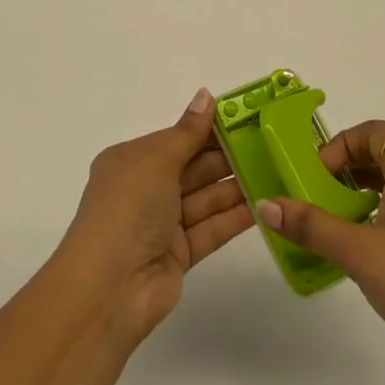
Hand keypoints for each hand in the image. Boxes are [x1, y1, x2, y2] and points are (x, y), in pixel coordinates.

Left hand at [55, 89, 254, 344]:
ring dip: (237, 185)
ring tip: (276, 170)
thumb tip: (206, 95)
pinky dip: (236, 217)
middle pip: (194, 167)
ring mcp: (163, 224)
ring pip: (206, 198)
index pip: (177, 138)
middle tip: (271, 144)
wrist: (109, 288)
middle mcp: (146, 190)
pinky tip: (265, 204)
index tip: (247, 118)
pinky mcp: (180, 254)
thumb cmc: (128, 209)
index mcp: (132, 161)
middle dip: (228, 156)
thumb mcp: (156, 160)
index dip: (210, 128)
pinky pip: (212, 228)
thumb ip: (188, 132)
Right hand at [259, 121, 384, 384]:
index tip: (314, 176)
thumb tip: (267, 204)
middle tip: (317, 201)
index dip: (340, 146)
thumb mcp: (362, 253)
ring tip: (337, 228)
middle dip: (347, 172)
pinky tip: (369, 256)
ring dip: (365, 197)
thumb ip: (313, 227)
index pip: (373, 132)